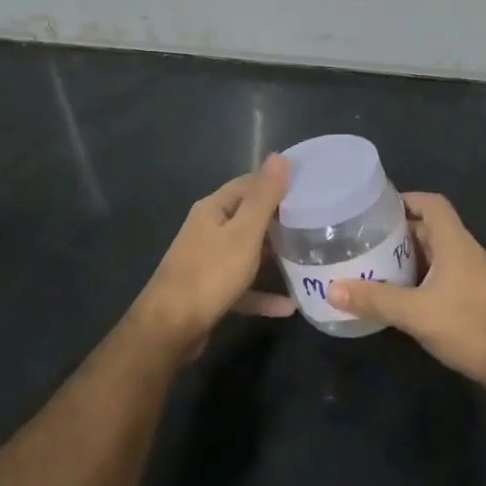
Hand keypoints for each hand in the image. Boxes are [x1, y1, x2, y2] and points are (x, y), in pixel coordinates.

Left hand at [130, 155, 295, 359]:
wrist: (170, 328)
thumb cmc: (210, 273)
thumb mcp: (244, 233)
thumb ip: (264, 197)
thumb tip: (279, 156)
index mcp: (213, 209)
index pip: (247, 184)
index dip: (275, 182)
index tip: (308, 187)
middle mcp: (207, 230)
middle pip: (247, 217)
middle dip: (278, 219)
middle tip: (314, 222)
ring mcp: (207, 262)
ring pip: (246, 252)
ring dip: (272, 256)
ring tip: (306, 258)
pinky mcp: (210, 291)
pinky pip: (243, 287)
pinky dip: (263, 294)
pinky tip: (289, 306)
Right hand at [328, 193, 485, 392]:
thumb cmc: (471, 327)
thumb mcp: (416, 313)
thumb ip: (374, 300)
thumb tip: (332, 290)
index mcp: (456, 243)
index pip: (432, 204)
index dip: (405, 200)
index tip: (374, 211)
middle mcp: (466, 252)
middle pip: (430, 229)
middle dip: (397, 232)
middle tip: (363, 242)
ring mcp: (474, 276)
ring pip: (436, 255)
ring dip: (407, 258)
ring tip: (373, 267)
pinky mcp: (476, 299)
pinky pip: (442, 276)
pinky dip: (419, 279)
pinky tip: (399, 297)